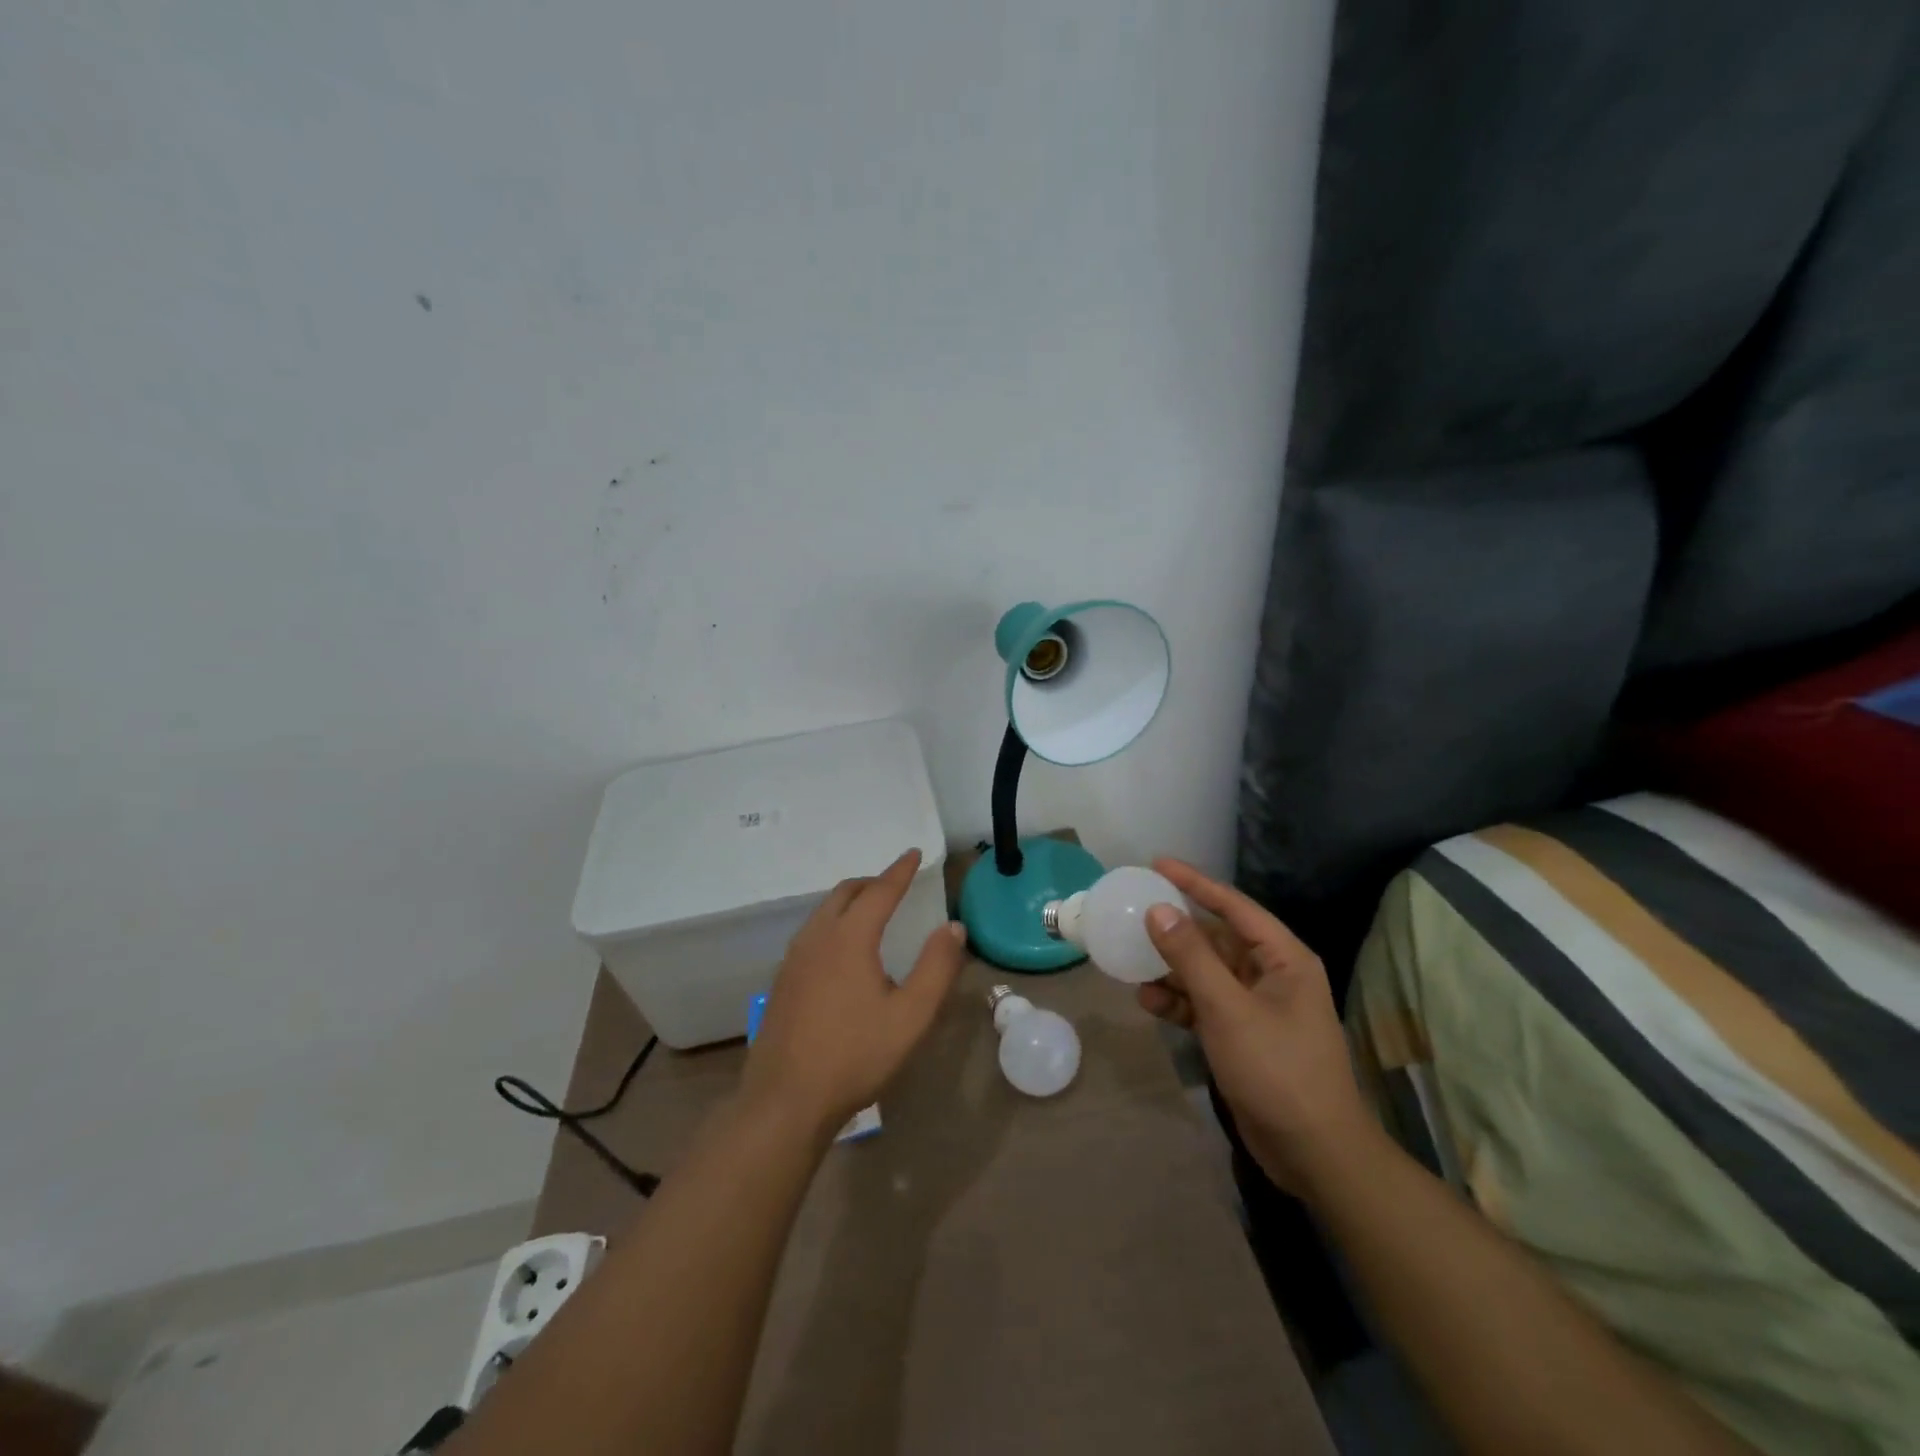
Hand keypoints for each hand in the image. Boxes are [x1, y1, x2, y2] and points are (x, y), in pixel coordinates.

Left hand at [742, 849, 967, 1135]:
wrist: (786, 1100)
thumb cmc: (855, 1056)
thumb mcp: (911, 1015)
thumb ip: (936, 967)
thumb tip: (954, 927)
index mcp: (849, 938)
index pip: (879, 891)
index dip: (900, 871)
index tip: (915, 853)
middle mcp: (817, 938)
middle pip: (845, 893)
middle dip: (873, 882)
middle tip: (896, 884)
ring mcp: (794, 959)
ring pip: (823, 911)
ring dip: (850, 901)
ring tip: (872, 912)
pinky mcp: (782, 980)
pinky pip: (812, 932)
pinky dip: (833, 922)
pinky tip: (842, 950)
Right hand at [1137, 859, 1379, 1197]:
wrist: (1313, 1153)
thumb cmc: (1277, 1070)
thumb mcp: (1228, 1008)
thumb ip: (1191, 957)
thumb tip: (1158, 910)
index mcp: (1283, 958)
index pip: (1233, 906)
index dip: (1194, 882)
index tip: (1156, 864)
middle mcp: (1271, 975)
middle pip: (1216, 939)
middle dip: (1176, 930)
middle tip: (1134, 915)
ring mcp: (1256, 1007)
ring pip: (1206, 973)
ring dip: (1171, 969)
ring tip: (1131, 961)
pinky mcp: (1242, 1036)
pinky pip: (1205, 1004)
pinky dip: (1179, 1002)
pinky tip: (1149, 1003)